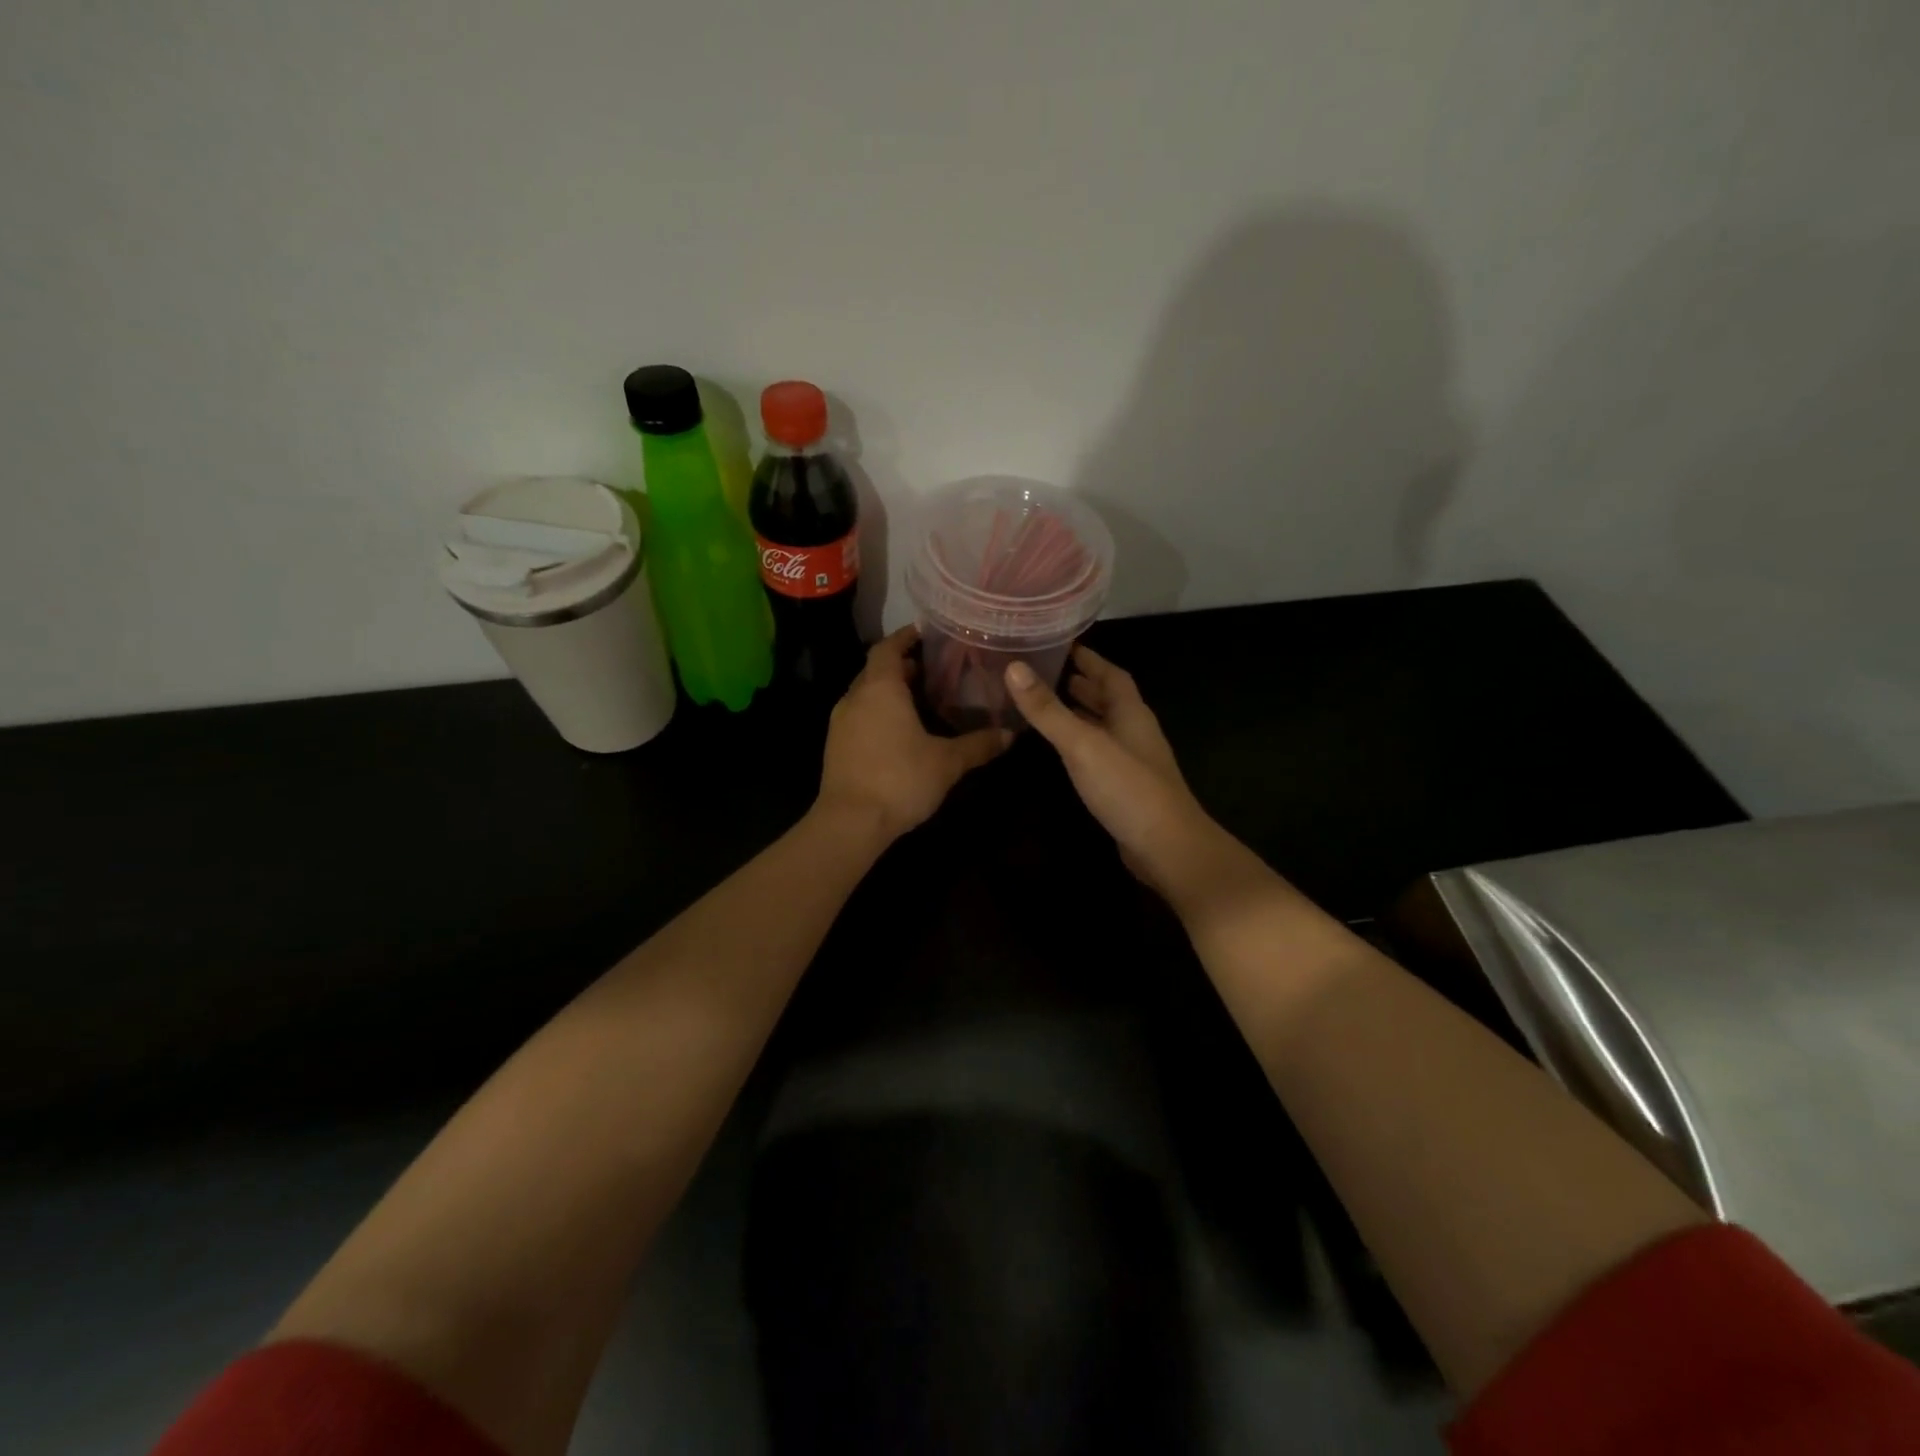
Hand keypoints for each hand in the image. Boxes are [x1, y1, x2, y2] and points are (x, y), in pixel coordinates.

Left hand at [818, 626, 1009, 839]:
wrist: (850, 823)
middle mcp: (855, 697)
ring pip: (866, 695)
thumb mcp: (947, 762)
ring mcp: (840, 723)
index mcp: (880, 688)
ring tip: (921, 700)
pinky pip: (860, 717)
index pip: (888, 648)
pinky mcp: (835, 746)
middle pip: (877, 670)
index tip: (927, 633)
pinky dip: (879, 714)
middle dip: (903, 666)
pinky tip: (900, 732)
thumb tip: (1011, 734)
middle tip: (935, 670)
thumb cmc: (900, 779)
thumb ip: (978, 745)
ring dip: (890, 692)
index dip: (906, 637)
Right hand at [1004, 645, 1213, 894]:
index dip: (1089, 658)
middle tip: (1044, 672)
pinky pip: (1099, 752)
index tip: (1061, 644)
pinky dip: (1080, 742)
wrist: (1166, 848)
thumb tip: (1013, 667)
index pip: (1111, 674)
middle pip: (1108, 698)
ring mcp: (1132, 760)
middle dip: (1081, 683)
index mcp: (1130, 712)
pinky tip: (1062, 749)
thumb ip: (1048, 710)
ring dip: (1080, 712)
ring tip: (1046, 704)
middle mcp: (1134, 731)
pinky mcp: (1125, 786)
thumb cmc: (1128, 788)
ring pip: (1103, 725)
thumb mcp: (1082, 744)